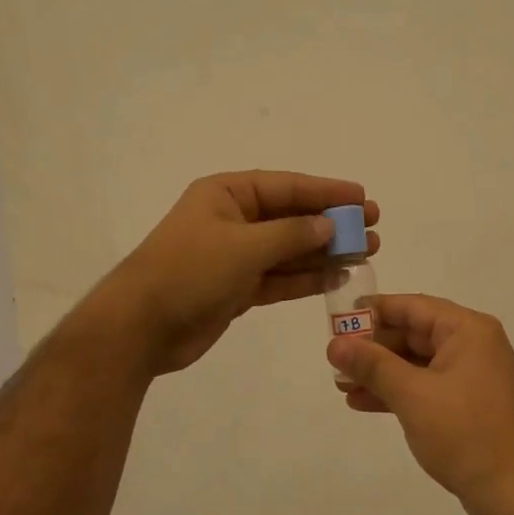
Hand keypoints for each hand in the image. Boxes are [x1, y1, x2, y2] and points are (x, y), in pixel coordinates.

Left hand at [97, 171, 378, 375]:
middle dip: (332, 223)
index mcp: (227, 195)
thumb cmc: (189, 272)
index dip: (326, 191)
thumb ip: (291, 234)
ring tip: (365, 252)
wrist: (141, 327)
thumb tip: (328, 224)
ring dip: (325, 252)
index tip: (362, 196)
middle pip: (291, 217)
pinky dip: (306, 278)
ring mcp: (236, 256)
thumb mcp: (244, 246)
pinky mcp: (237, 289)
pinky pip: (280, 278)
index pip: (286, 187)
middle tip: (372, 228)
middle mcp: (233, 221)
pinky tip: (337, 277)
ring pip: (290, 250)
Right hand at [326, 294, 513, 514]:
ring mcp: (470, 376)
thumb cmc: (465, 433)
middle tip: (334, 359)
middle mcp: (472, 345)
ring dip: (379, 372)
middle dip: (372, 347)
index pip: (412, 306)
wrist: (513, 491)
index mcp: (467, 330)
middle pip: (413, 333)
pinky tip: (362, 402)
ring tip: (340, 384)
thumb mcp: (412, 395)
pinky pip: (424, 386)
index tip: (336, 319)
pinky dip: (396, 392)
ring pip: (415, 363)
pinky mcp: (465, 403)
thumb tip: (334, 343)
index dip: (373, 311)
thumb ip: (372, 365)